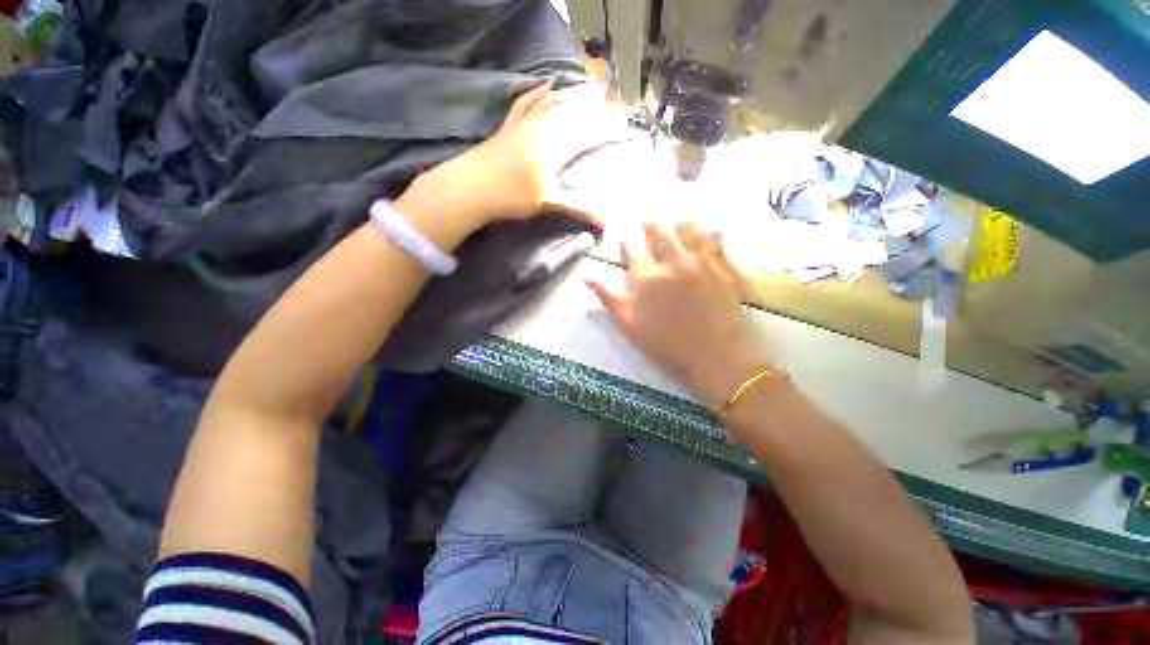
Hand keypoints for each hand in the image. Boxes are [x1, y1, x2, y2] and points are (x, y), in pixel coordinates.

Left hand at [401, 82, 619, 236]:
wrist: (469, 188)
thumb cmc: (511, 197)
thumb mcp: (549, 203)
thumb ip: (580, 208)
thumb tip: (608, 223)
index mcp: (555, 147)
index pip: (585, 133)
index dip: (604, 130)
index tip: (620, 128)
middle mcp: (542, 129)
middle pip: (570, 111)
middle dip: (591, 106)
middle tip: (609, 102)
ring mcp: (524, 125)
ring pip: (551, 102)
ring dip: (570, 94)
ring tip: (587, 88)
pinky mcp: (509, 126)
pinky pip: (526, 102)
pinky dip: (537, 92)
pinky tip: (546, 84)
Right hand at [587, 221, 773, 410]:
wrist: (714, 355)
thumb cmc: (666, 344)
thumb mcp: (629, 325)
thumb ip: (608, 298)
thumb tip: (587, 276)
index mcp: (646, 277)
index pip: (632, 247)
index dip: (626, 237)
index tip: (623, 232)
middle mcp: (672, 262)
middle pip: (659, 232)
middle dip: (651, 225)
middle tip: (648, 223)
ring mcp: (699, 262)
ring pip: (687, 229)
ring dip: (677, 225)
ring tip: (675, 224)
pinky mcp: (721, 267)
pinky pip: (713, 240)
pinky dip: (706, 233)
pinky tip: (705, 234)